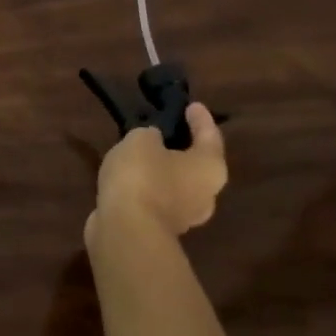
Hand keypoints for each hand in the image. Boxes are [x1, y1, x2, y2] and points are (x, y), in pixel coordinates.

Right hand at [88, 104, 227, 241]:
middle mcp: (206, 194)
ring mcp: (184, 216)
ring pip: (176, 183)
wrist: (126, 230)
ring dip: (163, 168)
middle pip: (197, 163)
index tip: (191, 105)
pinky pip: (157, 197)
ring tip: (142, 151)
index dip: (200, 118)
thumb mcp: (142, 139)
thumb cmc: (143, 176)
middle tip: (167, 128)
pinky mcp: (160, 228)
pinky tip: (131, 175)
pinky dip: (148, 185)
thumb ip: (150, 135)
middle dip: (183, 146)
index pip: (210, 135)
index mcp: (210, 168)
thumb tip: (152, 141)